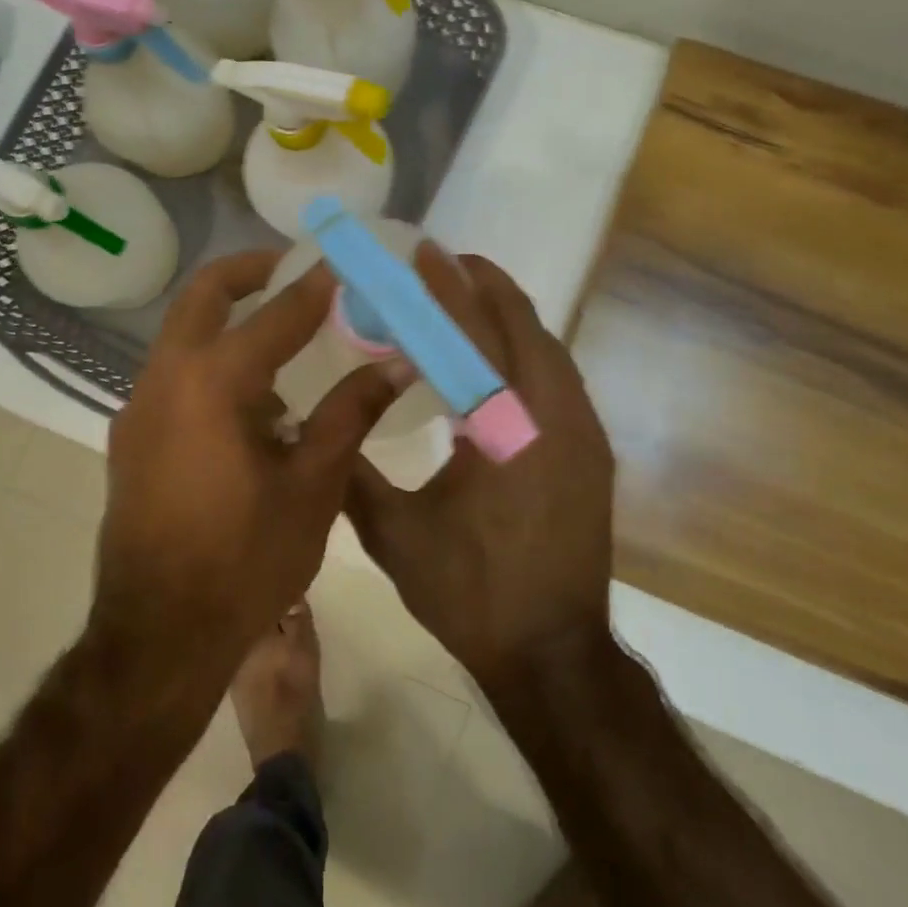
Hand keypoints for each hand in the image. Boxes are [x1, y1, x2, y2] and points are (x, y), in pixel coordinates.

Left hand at [91, 249, 401, 694]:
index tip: (346, 263)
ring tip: (290, 345)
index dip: (317, 286)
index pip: (276, 314)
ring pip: (185, 334)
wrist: (159, 636)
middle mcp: (165, 379)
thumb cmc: (245, 562)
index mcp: (212, 384)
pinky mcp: (132, 436)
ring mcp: (139, 407)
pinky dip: (214, 365)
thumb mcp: (313, 486)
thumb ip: (351, 414)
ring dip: (232, 323)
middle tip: (299, 270)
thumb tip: (397, 365)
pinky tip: (257, 408)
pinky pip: (177, 376)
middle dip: (251, 272)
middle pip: (204, 295)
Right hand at [345, 248, 616, 691]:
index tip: (423, 250)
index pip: (474, 334)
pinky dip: (524, 351)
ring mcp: (582, 433)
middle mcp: (555, 415)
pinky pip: (556, 378)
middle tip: (441, 262)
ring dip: (507, 316)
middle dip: (484, 285)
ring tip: (466, 296)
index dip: (446, 287)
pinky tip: (494, 359)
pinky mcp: (591, 453)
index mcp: (506, 426)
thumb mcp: (394, 534)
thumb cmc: (472, 593)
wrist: (553, 656)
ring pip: (547, 349)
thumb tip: (317, 426)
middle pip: (523, 325)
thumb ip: (353, 471)